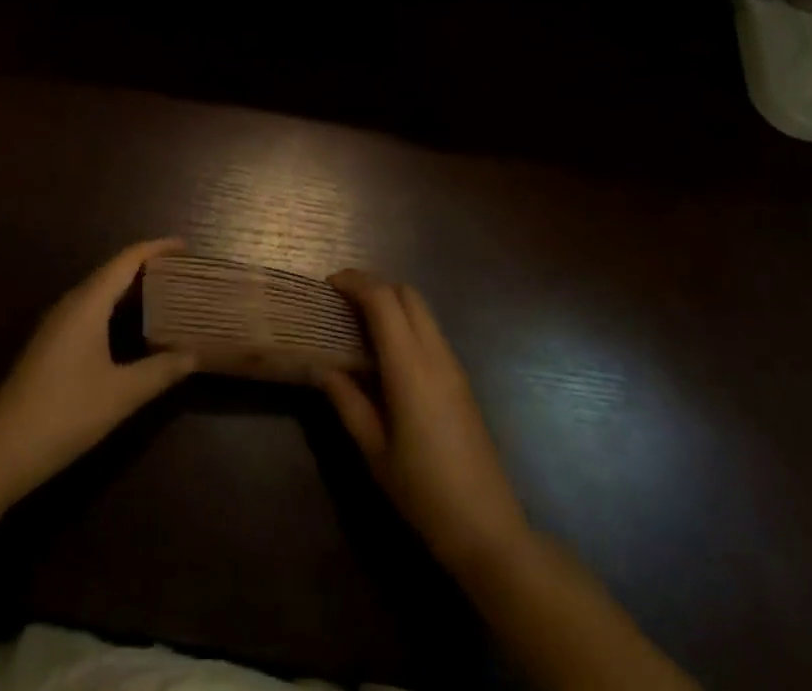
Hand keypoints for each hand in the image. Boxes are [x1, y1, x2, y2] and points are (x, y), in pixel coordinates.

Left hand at [0, 239, 195, 504]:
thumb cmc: (63, 414)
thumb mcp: (120, 395)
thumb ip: (160, 371)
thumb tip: (195, 355)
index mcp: (87, 303)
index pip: (127, 260)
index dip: (157, 248)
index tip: (187, 246)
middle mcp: (71, 303)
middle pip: (114, 271)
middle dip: (149, 267)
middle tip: (185, 274)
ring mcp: (57, 324)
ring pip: (101, 291)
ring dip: (133, 288)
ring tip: (167, 294)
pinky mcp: (51, 344)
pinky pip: (91, 309)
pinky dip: (117, 308)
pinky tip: (134, 329)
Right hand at [322, 269, 529, 579]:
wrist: (487, 529)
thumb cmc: (423, 492)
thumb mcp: (374, 451)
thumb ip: (348, 402)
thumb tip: (324, 368)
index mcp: (409, 367)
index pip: (382, 300)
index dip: (355, 283)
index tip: (329, 285)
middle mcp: (434, 355)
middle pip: (407, 293)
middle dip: (374, 285)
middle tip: (342, 299)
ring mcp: (453, 365)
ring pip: (422, 309)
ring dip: (391, 302)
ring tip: (360, 322)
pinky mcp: (461, 379)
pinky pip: (430, 331)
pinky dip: (406, 323)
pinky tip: (386, 351)